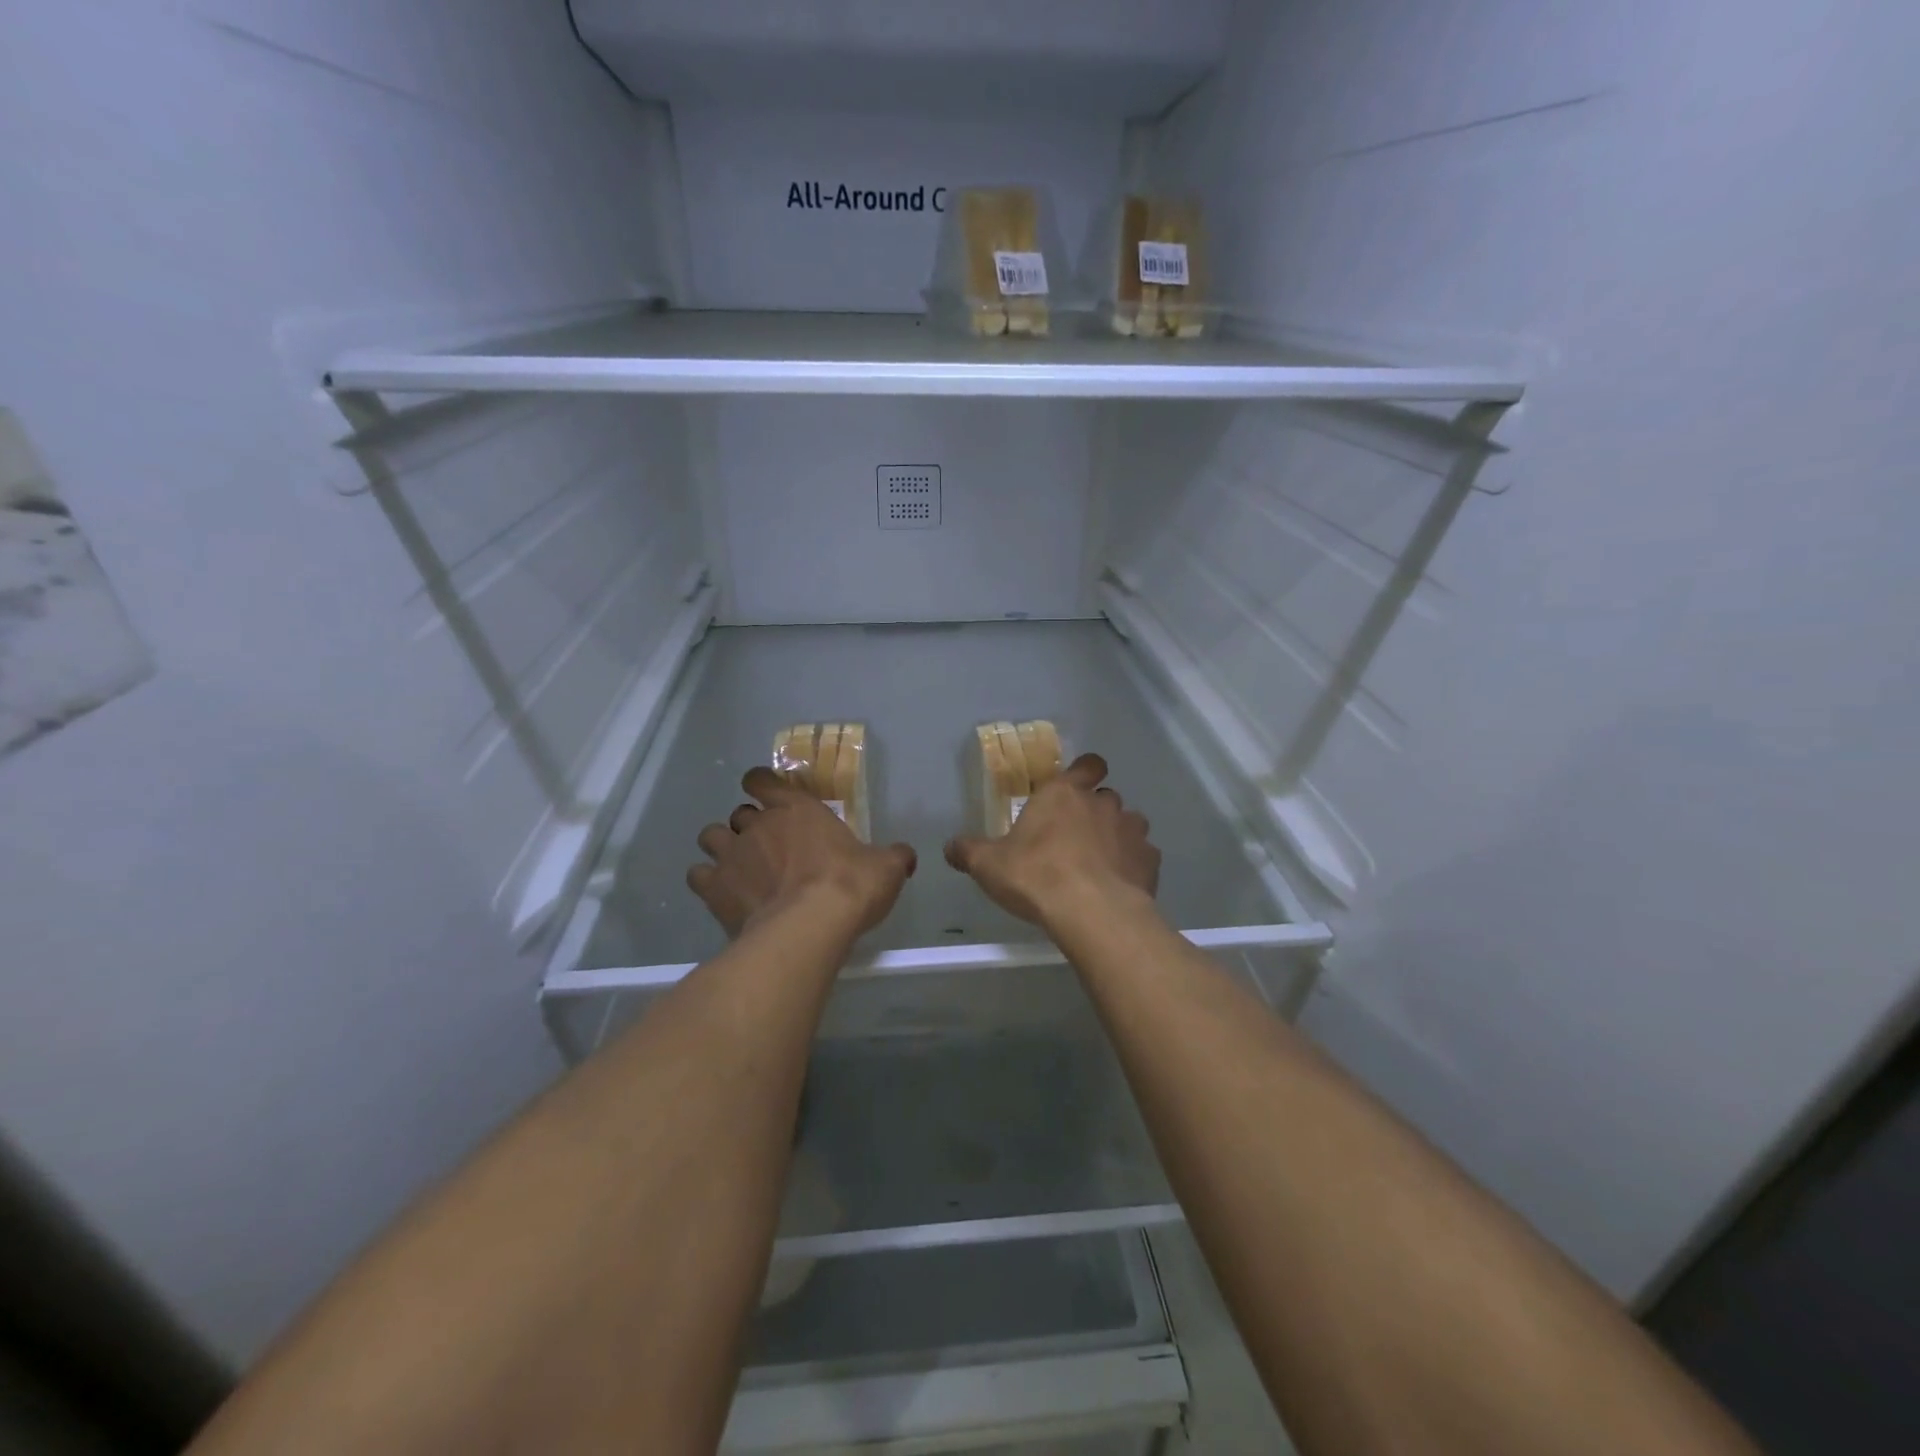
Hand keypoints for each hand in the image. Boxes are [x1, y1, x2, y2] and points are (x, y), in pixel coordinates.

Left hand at [687, 767, 915, 938]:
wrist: (810, 925)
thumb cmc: (850, 885)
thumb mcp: (886, 868)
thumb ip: (894, 857)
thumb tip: (906, 856)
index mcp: (796, 808)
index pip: (762, 779)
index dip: (761, 784)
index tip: (766, 794)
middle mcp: (758, 824)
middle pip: (738, 812)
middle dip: (748, 825)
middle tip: (767, 847)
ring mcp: (732, 854)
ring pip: (711, 836)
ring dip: (722, 847)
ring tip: (738, 867)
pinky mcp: (714, 888)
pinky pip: (698, 875)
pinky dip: (707, 880)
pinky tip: (723, 894)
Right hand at [944, 753, 1159, 930]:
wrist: (1092, 913)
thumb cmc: (1036, 877)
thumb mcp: (988, 865)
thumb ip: (968, 851)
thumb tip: (950, 846)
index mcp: (1063, 794)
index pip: (1087, 764)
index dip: (1084, 772)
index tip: (1075, 788)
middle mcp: (1102, 803)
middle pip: (1105, 796)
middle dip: (1094, 811)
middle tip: (1075, 838)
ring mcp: (1131, 830)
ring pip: (1129, 824)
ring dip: (1117, 837)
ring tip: (1100, 864)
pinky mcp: (1150, 861)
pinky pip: (1143, 856)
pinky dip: (1133, 866)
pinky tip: (1118, 886)